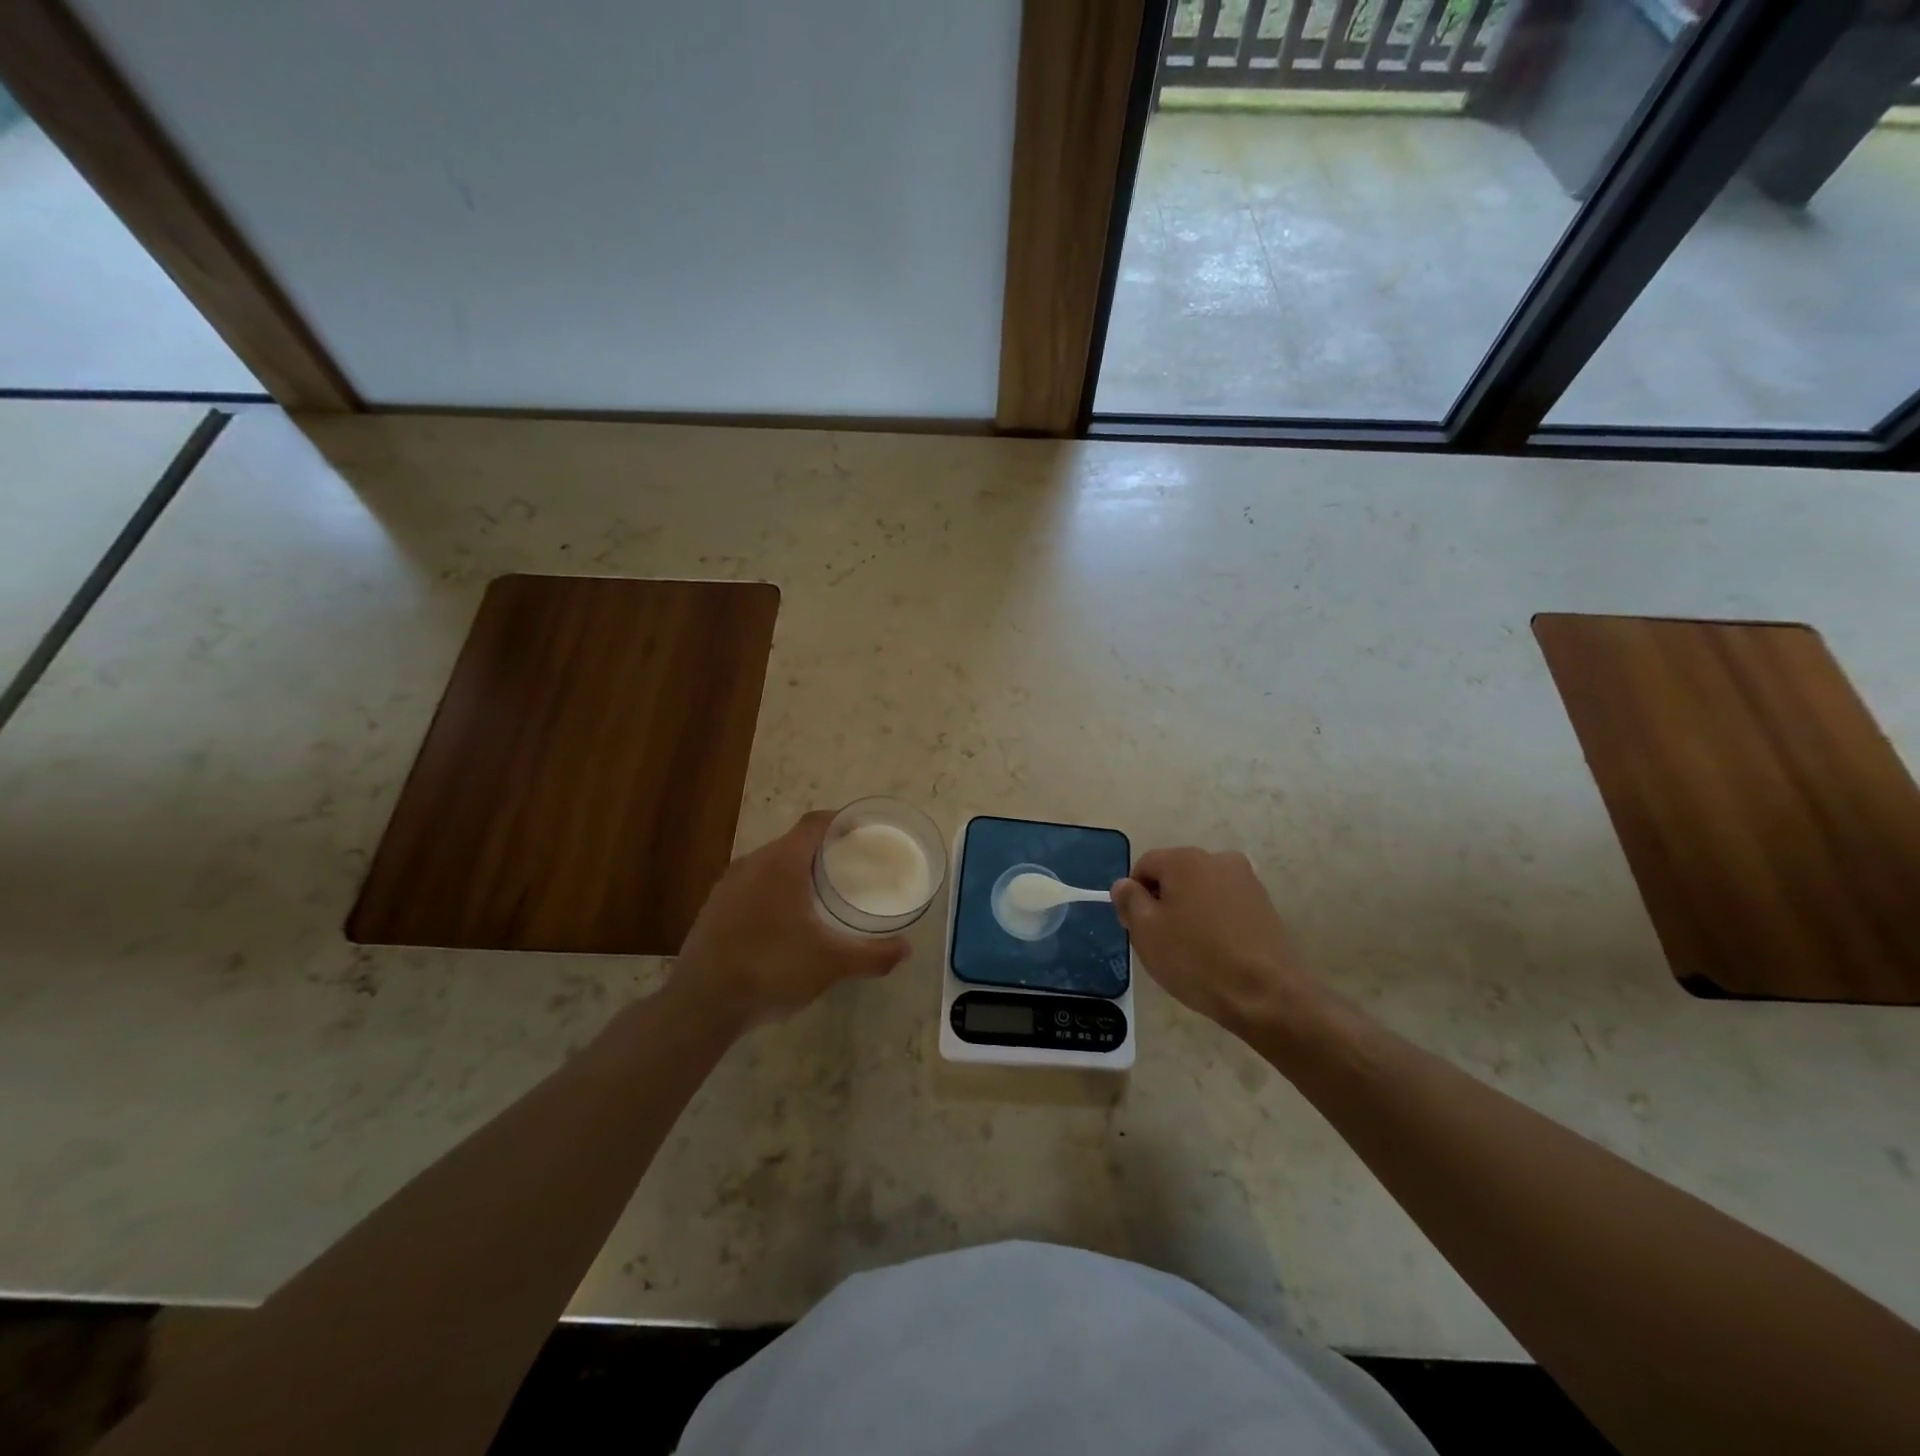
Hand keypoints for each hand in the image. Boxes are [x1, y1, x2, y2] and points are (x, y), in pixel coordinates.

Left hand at [672, 812, 908, 1029]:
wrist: (701, 1005)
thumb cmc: (771, 970)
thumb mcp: (831, 965)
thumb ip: (872, 955)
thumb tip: (906, 949)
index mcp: (782, 863)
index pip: (815, 823)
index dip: (840, 821)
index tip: (862, 832)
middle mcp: (752, 864)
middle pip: (793, 842)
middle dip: (822, 849)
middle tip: (848, 867)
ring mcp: (727, 886)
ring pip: (769, 864)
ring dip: (795, 871)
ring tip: (818, 894)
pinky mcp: (713, 908)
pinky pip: (750, 886)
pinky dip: (772, 891)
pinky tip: (782, 922)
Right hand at [1111, 847, 1324, 1039]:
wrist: (1266, 995)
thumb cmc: (1196, 959)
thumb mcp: (1146, 931)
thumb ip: (1129, 900)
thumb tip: (1124, 885)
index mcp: (1185, 860)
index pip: (1145, 866)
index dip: (1135, 896)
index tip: (1138, 929)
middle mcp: (1218, 859)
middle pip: (1175, 875)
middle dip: (1163, 902)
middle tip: (1162, 942)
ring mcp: (1246, 881)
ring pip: (1201, 891)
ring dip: (1190, 912)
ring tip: (1192, 951)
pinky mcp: (1264, 905)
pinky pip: (1225, 906)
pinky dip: (1215, 922)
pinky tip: (1217, 952)